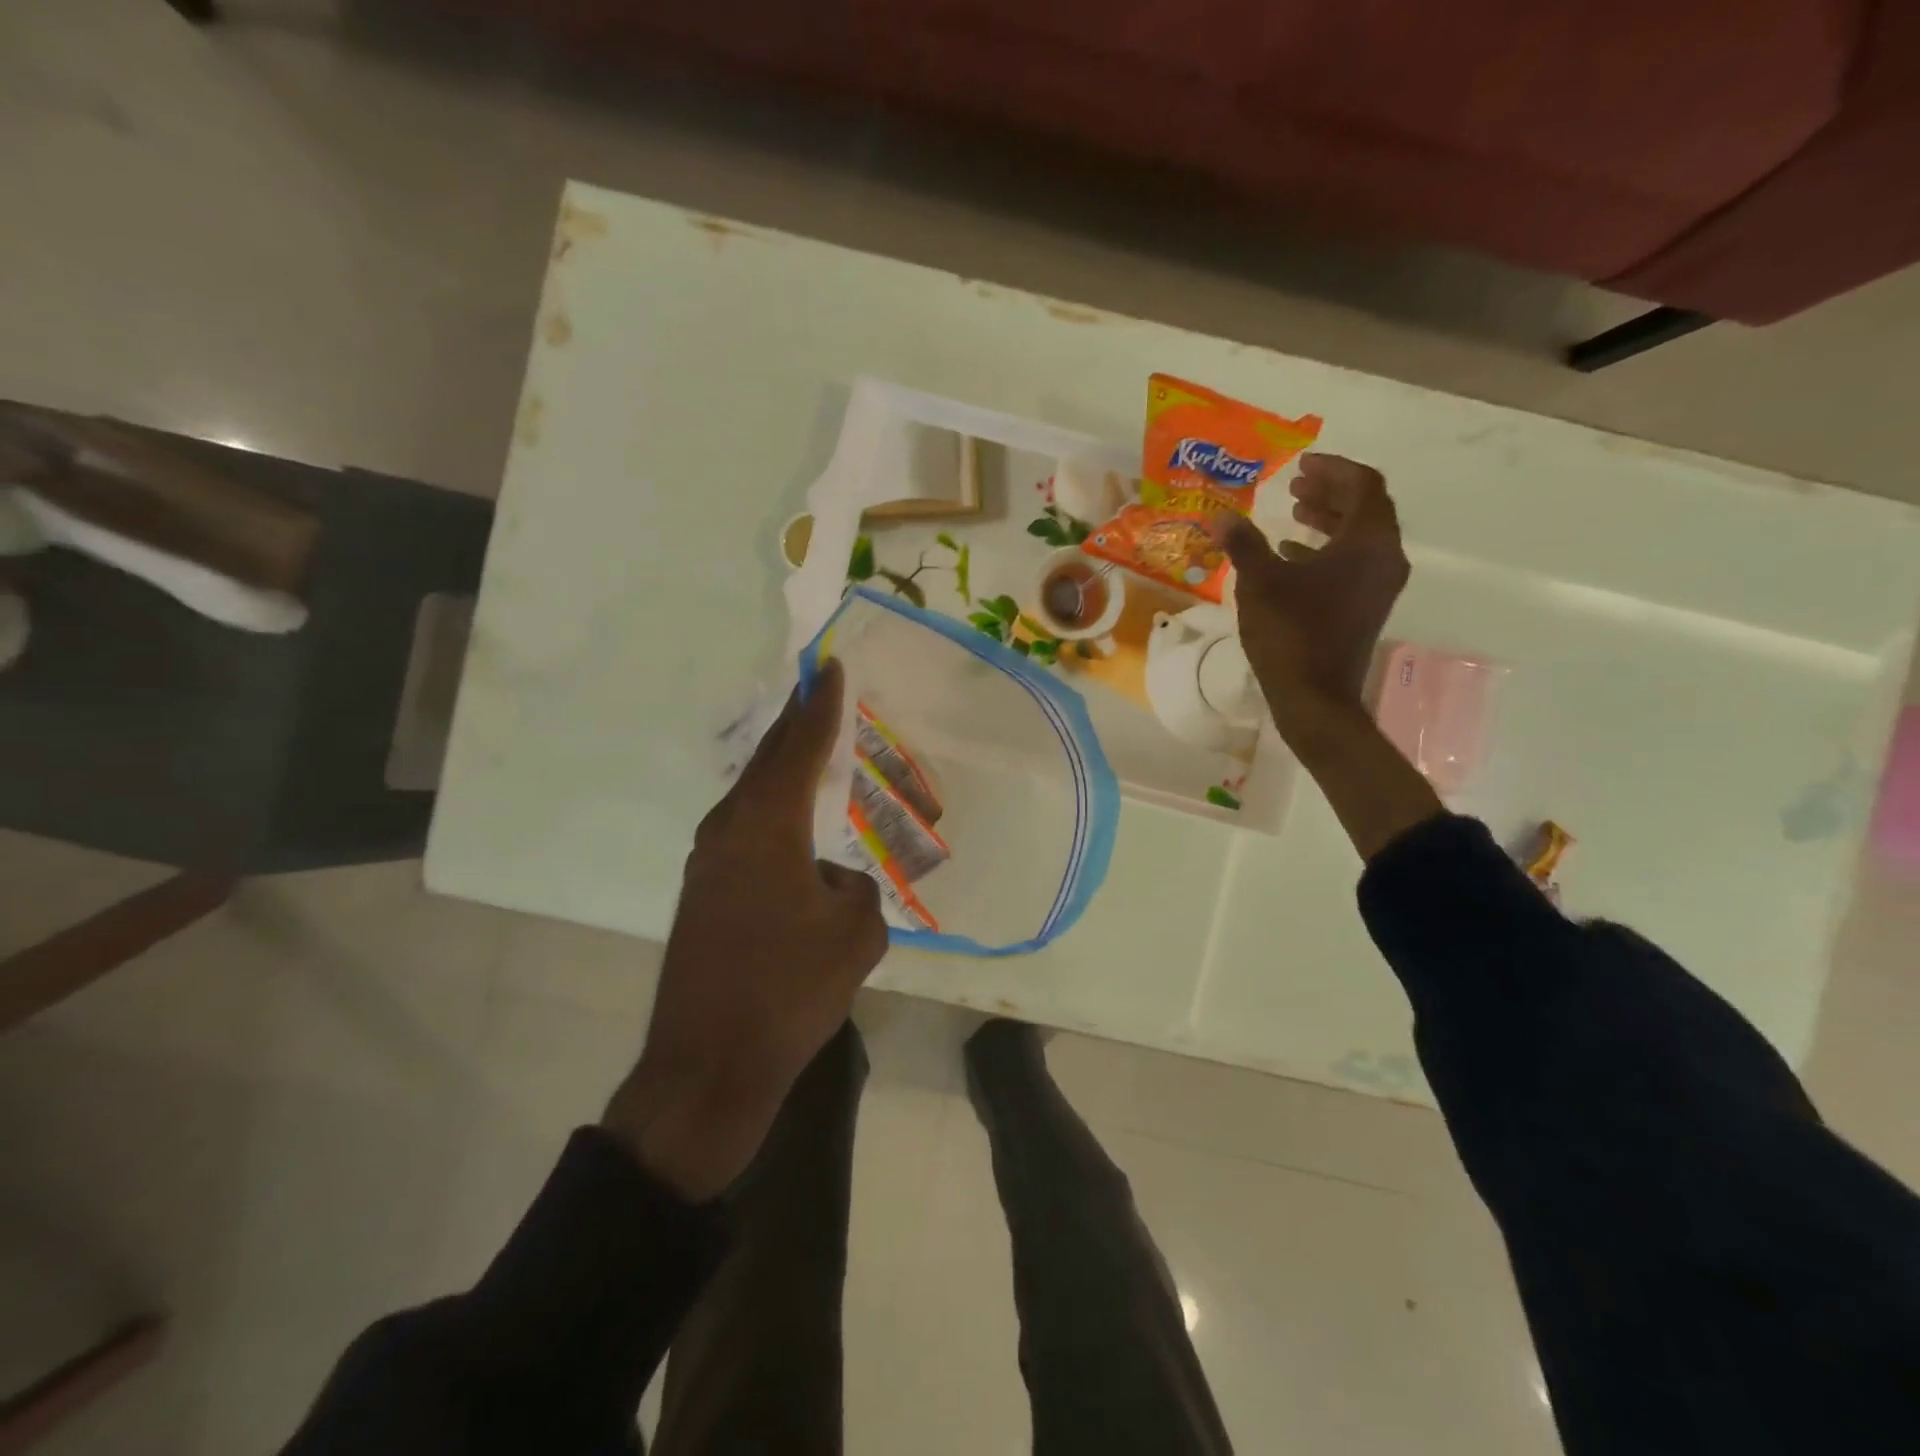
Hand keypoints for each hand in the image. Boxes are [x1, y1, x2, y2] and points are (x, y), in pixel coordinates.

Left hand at [604, 660, 886, 1198]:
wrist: (708, 1066)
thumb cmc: (788, 991)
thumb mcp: (856, 935)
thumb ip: (856, 889)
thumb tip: (830, 880)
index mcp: (767, 826)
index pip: (800, 748)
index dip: (819, 706)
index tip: (828, 666)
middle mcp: (729, 830)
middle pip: (767, 762)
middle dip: (793, 725)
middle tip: (816, 692)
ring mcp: (707, 863)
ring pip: (752, 797)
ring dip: (780, 771)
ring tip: (809, 753)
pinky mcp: (702, 895)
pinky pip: (745, 832)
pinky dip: (772, 813)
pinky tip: (792, 829)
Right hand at [1222, 453, 1409, 739]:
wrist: (1315, 697)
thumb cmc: (1291, 633)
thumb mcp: (1260, 583)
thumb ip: (1244, 544)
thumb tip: (1221, 517)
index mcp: (1368, 543)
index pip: (1362, 485)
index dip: (1332, 469)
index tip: (1299, 465)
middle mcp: (1384, 557)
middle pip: (1366, 508)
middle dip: (1330, 491)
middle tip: (1294, 485)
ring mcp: (1379, 585)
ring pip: (1360, 536)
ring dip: (1328, 519)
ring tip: (1293, 513)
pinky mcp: (1367, 606)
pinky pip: (1354, 562)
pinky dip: (1327, 549)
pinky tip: (1292, 555)